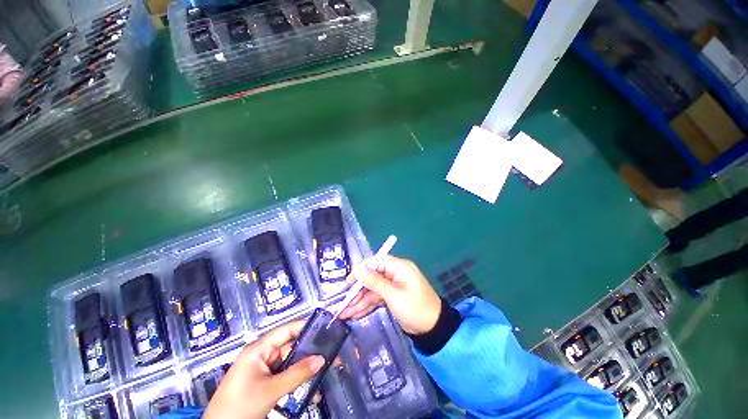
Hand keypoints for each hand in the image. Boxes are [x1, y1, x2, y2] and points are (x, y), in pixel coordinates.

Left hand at [204, 320, 324, 418]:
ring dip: (307, 368)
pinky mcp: (265, 383)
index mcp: (259, 349)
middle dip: (311, 351)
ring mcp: (264, 370)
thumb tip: (322, 359)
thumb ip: (297, 374)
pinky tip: (312, 389)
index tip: (325, 327)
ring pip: (291, 363)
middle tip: (331, 352)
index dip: (305, 326)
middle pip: (291, 347)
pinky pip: (286, 377)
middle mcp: (262, 355)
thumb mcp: (270, 390)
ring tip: (327, 369)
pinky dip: (298, 381)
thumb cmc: (240, 407)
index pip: (287, 330)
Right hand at [338, 255, 441, 334]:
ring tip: (345, 313)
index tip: (349, 282)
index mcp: (399, 267)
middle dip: (358, 291)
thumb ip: (375, 282)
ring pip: (372, 290)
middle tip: (345, 303)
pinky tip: (355, 314)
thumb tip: (358, 269)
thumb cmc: (416, 309)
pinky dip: (367, 305)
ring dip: (360, 301)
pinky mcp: (392, 296)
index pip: (376, 262)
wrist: (433, 330)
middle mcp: (395, 273)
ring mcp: (393, 286)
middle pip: (372, 277)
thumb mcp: (394, 295)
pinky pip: (377, 298)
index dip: (361, 270)